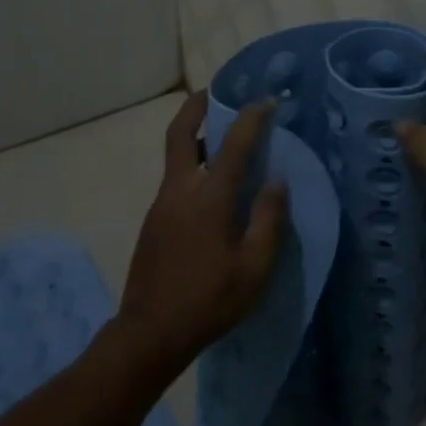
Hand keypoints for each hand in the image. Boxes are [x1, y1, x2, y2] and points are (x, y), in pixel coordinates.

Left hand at [115, 91, 287, 376]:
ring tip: (221, 138)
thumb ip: (268, 220)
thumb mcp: (254, 268)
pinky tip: (212, 188)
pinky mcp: (153, 221)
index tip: (267, 101)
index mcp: (208, 199)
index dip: (251, 118)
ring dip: (195, 137)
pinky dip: (193, 167)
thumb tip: (277, 182)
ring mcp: (161, 205)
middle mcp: (179, 191)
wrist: (149, 333)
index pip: (232, 145)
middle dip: (196, 106)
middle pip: (180, 133)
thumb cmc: (208, 301)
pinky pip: (176, 180)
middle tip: (214, 91)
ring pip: (176, 157)